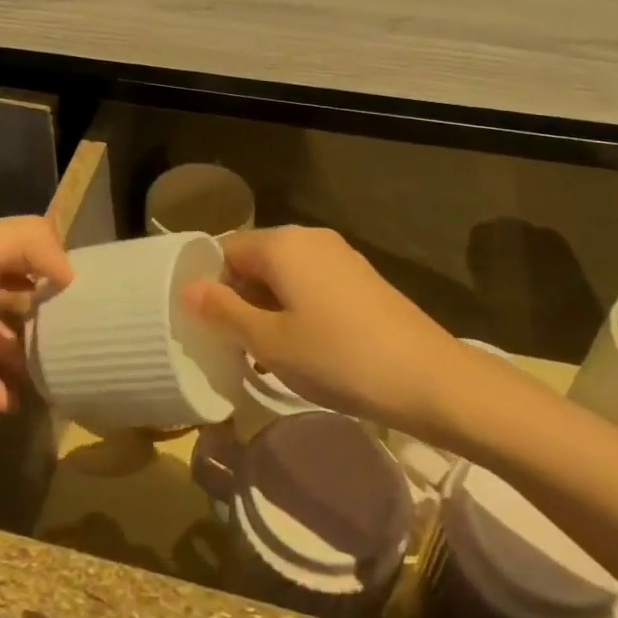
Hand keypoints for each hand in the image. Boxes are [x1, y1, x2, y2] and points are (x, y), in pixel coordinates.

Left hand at [0, 216, 72, 411]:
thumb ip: (28, 243)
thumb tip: (70, 274)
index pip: (30, 252)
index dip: (59, 272)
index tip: (97, 302)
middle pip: (15, 296)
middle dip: (46, 317)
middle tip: (83, 348)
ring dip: (21, 355)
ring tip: (57, 380)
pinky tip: (12, 405)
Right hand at [182, 226, 466, 431]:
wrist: (429, 378)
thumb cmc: (338, 357)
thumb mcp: (270, 341)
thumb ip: (224, 312)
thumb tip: (188, 289)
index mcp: (282, 244)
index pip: (225, 250)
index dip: (208, 285)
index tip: (204, 325)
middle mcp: (310, 238)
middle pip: (255, 260)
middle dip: (237, 299)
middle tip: (230, 345)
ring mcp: (340, 256)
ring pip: (283, 275)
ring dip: (266, 308)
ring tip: (263, 354)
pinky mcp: (360, 278)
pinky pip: (311, 284)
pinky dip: (295, 309)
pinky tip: (301, 349)